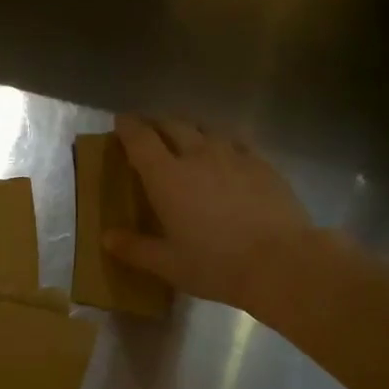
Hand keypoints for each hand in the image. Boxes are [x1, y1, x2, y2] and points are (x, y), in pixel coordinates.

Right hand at [105, 115, 316, 316]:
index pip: (141, 140)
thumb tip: (107, 237)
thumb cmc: (215, 265)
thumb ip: (135, 248)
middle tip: (148, 131)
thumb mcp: (168, 264)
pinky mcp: (263, 163)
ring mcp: (234, 155)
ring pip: (206, 128)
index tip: (120, 123)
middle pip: (173, 125)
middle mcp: (198, 155)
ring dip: (189, 129)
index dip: (127, 128)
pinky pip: (236, 141)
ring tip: (185, 138)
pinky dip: (221, 142)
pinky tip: (225, 155)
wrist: (281, 262)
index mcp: (167, 177)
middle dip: (156, 124)